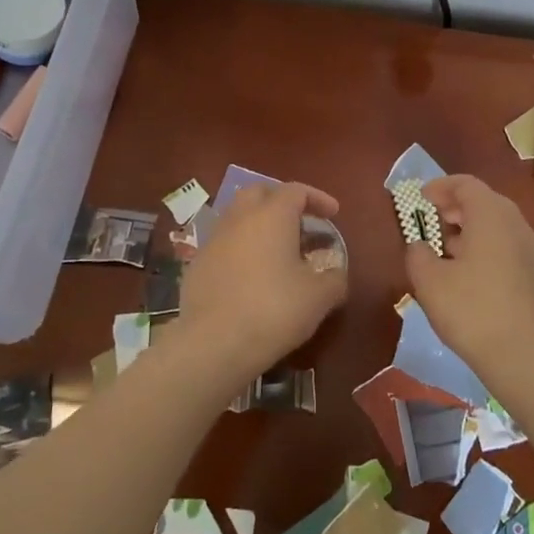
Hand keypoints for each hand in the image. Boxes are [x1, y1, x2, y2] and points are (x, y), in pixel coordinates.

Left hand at [176, 182, 348, 384]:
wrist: (213, 343)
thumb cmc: (273, 310)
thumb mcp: (318, 297)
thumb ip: (334, 279)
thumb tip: (336, 274)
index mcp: (272, 215)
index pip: (296, 190)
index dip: (317, 198)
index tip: (333, 214)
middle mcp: (240, 217)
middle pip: (261, 193)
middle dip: (282, 201)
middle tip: (301, 223)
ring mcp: (214, 239)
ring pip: (238, 217)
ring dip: (259, 224)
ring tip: (278, 250)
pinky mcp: (197, 264)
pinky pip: (224, 244)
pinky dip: (241, 248)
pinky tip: (252, 275)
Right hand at [405, 175, 533, 395]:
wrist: (530, 360)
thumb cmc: (473, 311)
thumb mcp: (429, 282)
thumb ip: (418, 256)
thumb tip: (420, 247)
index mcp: (491, 216)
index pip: (466, 184)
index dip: (441, 187)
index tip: (422, 199)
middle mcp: (520, 227)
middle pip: (486, 205)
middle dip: (457, 212)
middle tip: (434, 228)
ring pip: (502, 233)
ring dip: (475, 238)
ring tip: (452, 261)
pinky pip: (515, 259)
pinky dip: (494, 261)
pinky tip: (481, 290)